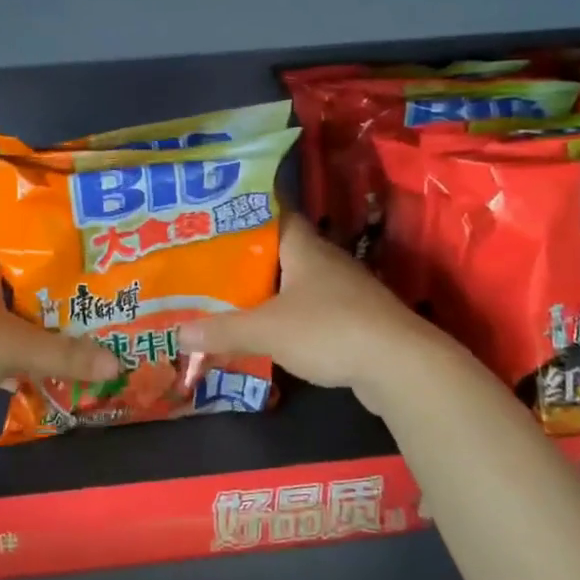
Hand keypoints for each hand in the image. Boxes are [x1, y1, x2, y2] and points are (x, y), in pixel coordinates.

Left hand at [0, 240, 117, 415]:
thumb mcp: (16, 346)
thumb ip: (66, 355)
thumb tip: (118, 362)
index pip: (18, 238)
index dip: (50, 240)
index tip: (84, 249)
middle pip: (17, 281)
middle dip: (51, 292)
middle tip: (92, 298)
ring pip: (4, 316)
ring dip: (32, 328)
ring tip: (73, 334)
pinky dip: (12, 359)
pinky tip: (37, 373)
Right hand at [177, 214, 441, 410]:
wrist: (401, 366)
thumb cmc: (329, 330)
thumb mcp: (266, 330)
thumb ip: (222, 331)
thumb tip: (177, 333)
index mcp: (304, 247)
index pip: (271, 214)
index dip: (242, 214)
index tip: (211, 221)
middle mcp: (325, 260)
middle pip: (279, 251)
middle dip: (245, 259)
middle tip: (207, 266)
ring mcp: (345, 290)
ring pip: (295, 283)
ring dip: (267, 291)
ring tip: (229, 299)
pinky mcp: (355, 319)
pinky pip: (311, 310)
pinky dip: (288, 317)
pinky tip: (268, 332)